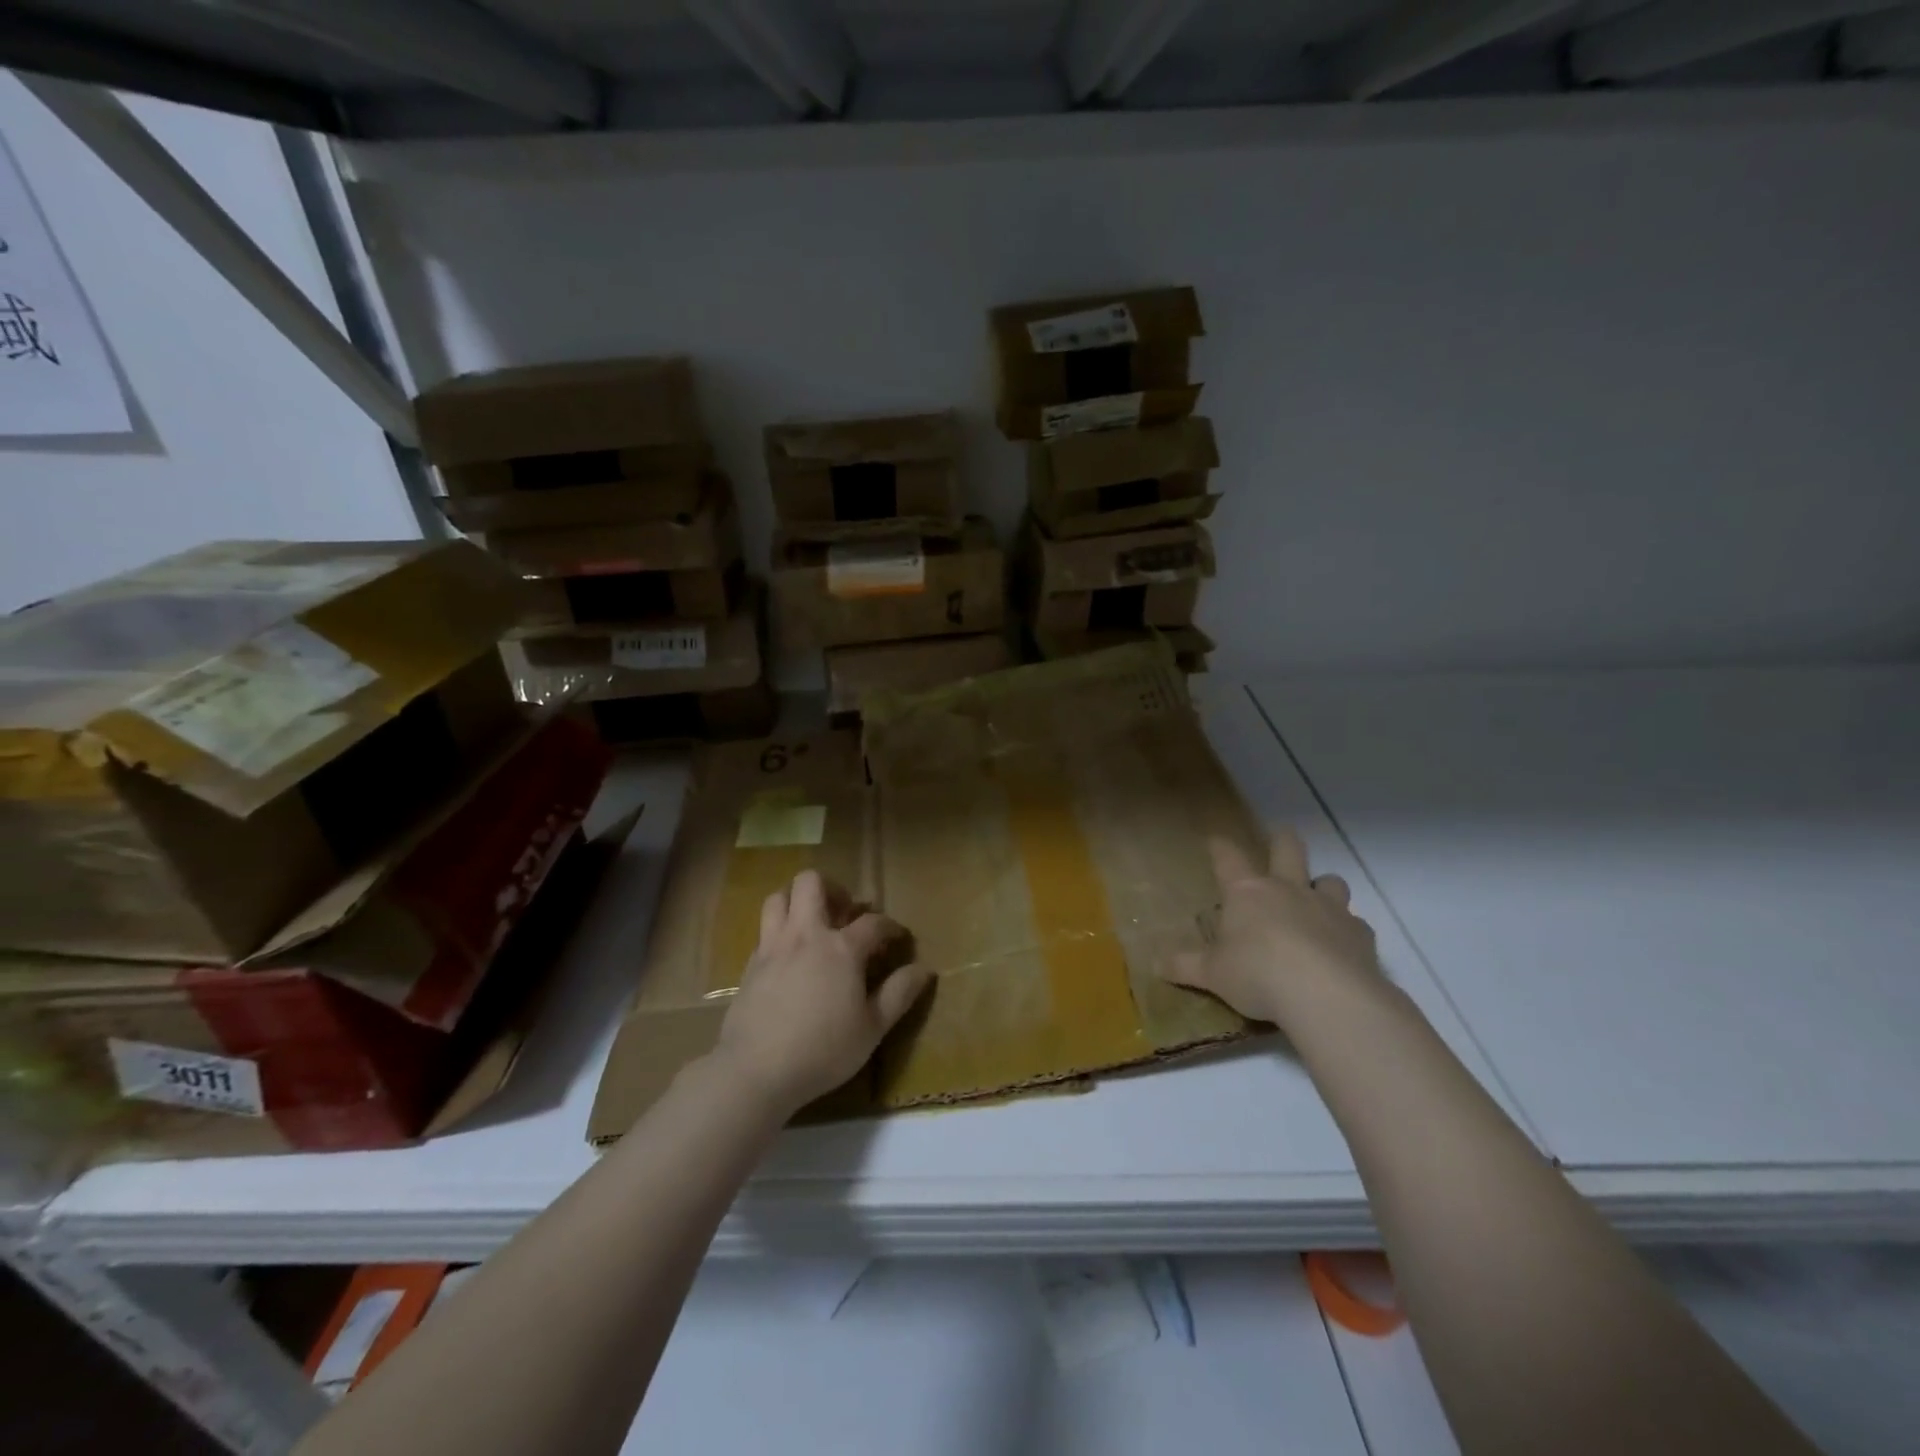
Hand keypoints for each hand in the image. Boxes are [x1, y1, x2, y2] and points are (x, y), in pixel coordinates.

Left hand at [711, 869, 931, 1116]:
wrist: (756, 1070)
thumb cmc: (823, 1050)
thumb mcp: (872, 1028)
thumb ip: (899, 994)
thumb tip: (924, 970)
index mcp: (841, 948)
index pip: (873, 922)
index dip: (890, 926)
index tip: (897, 937)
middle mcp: (805, 935)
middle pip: (812, 883)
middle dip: (832, 888)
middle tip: (844, 912)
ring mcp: (773, 946)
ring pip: (779, 897)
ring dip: (798, 900)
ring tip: (812, 922)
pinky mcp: (750, 965)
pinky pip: (765, 930)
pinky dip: (780, 930)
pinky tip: (789, 955)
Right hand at [1156, 828, 1379, 1026]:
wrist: (1324, 994)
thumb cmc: (1257, 974)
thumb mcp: (1212, 974)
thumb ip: (1186, 966)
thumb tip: (1155, 964)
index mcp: (1247, 893)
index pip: (1228, 858)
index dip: (1220, 846)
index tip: (1215, 838)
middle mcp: (1288, 890)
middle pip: (1288, 848)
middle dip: (1282, 839)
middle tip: (1280, 837)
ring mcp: (1328, 908)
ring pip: (1330, 880)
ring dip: (1323, 885)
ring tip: (1318, 898)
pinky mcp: (1360, 934)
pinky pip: (1356, 923)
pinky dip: (1348, 931)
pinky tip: (1343, 947)